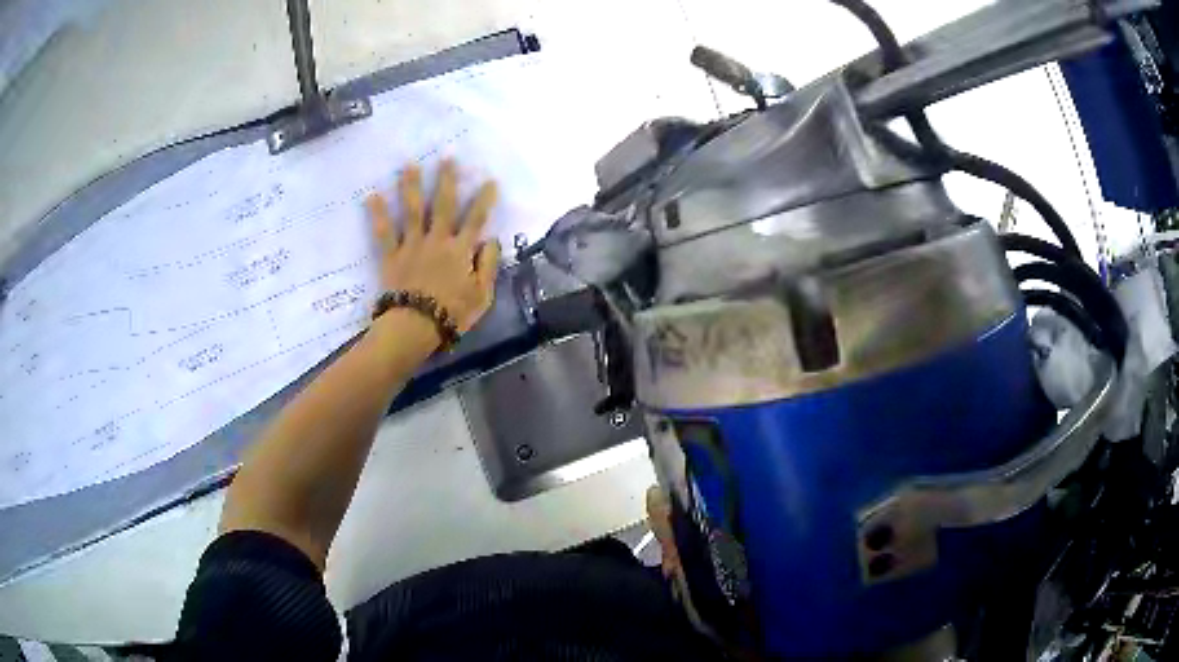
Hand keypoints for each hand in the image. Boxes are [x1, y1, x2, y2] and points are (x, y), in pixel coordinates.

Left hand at [366, 160, 501, 333]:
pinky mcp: (392, 256)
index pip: (476, 219)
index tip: (489, 180)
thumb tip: (491, 240)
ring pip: (412, 210)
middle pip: (442, 205)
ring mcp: (412, 245)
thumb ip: (488, 265)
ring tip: (409, 164)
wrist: (415, 327)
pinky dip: (377, 214)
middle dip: (446, 180)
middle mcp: (437, 240)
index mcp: (460, 250)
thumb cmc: (452, 314)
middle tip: (447, 157)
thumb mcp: (482, 295)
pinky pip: (384, 232)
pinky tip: (372, 195)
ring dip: (411, 186)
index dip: (484, 199)